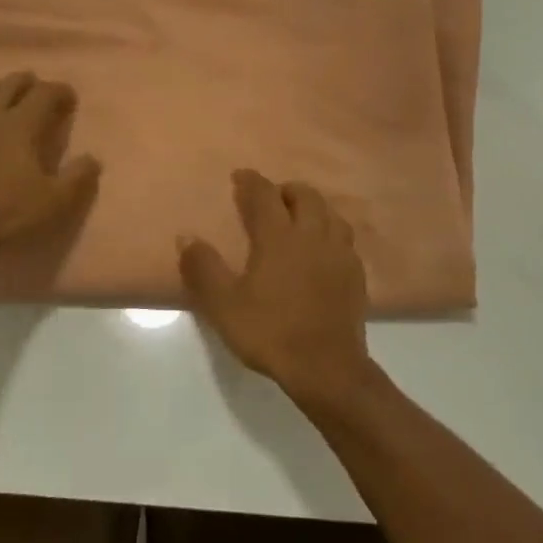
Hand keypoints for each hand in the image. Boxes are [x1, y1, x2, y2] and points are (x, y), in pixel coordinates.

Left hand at [0, 73, 100, 251]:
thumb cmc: (9, 213)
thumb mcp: (56, 200)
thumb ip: (78, 177)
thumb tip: (93, 159)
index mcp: (19, 125)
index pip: (44, 95)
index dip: (60, 91)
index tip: (70, 98)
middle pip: (6, 86)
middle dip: (24, 82)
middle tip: (35, 86)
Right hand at [179, 171, 374, 413]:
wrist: (326, 367)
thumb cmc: (270, 332)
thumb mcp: (224, 305)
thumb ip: (204, 268)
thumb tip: (186, 236)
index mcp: (279, 237)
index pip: (265, 195)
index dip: (251, 181)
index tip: (240, 176)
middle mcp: (313, 236)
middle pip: (305, 196)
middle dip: (286, 190)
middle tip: (271, 198)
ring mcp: (340, 254)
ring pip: (331, 214)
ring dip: (313, 207)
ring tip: (299, 218)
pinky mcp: (356, 274)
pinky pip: (345, 238)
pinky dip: (330, 231)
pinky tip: (323, 249)